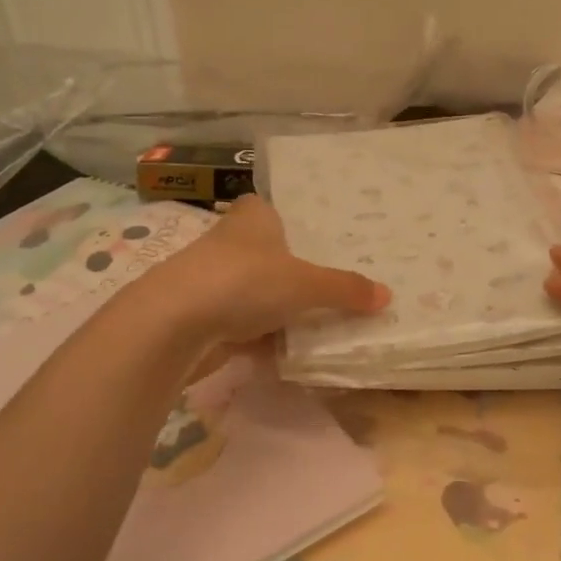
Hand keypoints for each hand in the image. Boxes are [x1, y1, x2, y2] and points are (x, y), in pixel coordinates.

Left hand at [140, 194, 389, 347]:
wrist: (173, 324)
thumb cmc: (244, 282)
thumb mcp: (306, 284)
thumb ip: (345, 289)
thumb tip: (387, 297)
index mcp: (253, 217)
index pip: (274, 209)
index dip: (296, 223)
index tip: (323, 242)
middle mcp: (230, 242)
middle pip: (269, 255)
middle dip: (293, 271)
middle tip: (335, 285)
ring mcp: (213, 281)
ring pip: (256, 292)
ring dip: (278, 308)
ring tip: (321, 321)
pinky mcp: (203, 317)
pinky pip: (243, 324)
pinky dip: (262, 336)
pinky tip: (288, 351)